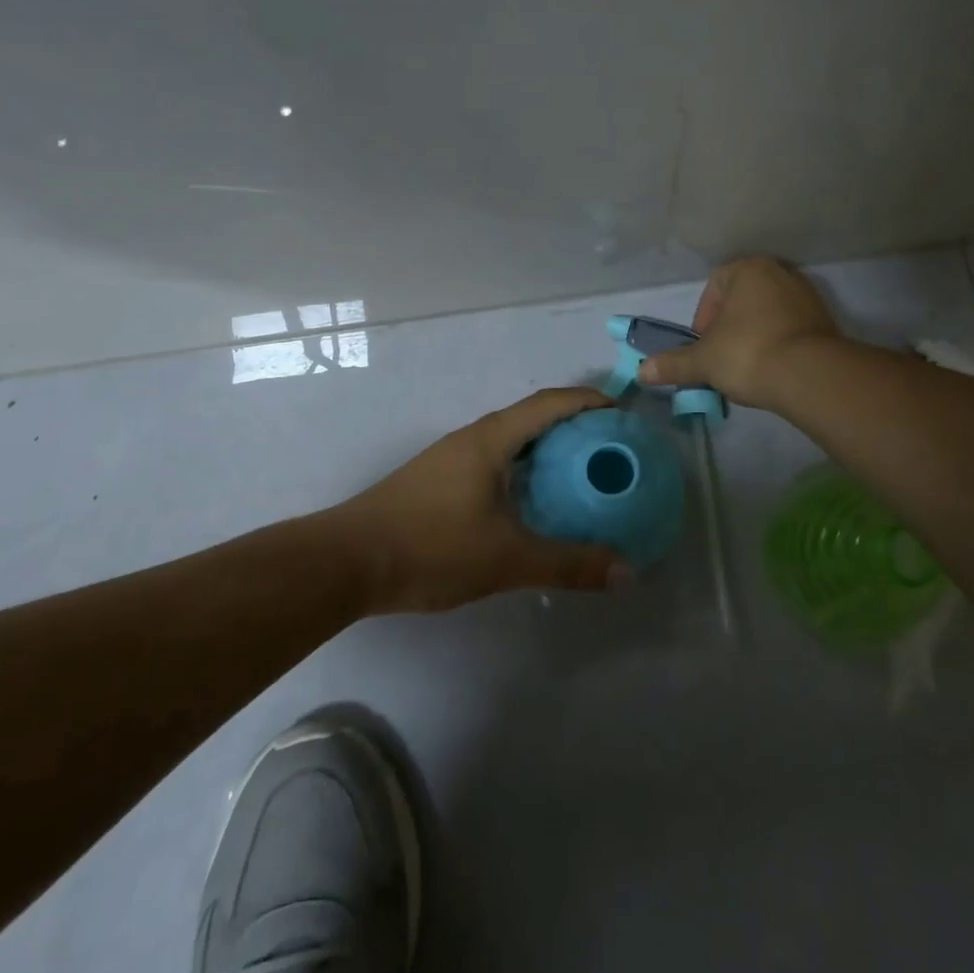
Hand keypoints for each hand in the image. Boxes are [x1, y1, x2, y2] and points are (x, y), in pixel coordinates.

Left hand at [332, 387, 630, 612]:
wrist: (347, 561)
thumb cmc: (430, 546)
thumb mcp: (506, 558)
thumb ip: (568, 564)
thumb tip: (626, 572)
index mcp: (490, 439)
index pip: (549, 403)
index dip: (588, 401)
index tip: (622, 412)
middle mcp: (471, 439)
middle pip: (531, 417)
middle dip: (572, 425)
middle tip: (609, 449)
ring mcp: (450, 459)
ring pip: (509, 442)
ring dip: (544, 449)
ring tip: (579, 474)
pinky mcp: (437, 482)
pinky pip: (493, 462)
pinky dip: (522, 470)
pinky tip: (531, 502)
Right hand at [637, 257, 839, 409]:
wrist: (811, 376)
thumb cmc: (748, 353)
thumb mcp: (703, 361)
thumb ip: (673, 363)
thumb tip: (641, 371)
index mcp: (749, 269)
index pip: (715, 286)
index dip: (703, 318)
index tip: (703, 347)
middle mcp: (781, 273)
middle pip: (742, 301)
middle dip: (728, 328)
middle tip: (721, 358)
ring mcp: (807, 296)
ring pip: (767, 315)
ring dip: (753, 337)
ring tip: (746, 368)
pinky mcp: (826, 322)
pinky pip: (790, 329)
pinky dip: (777, 345)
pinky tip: (771, 370)